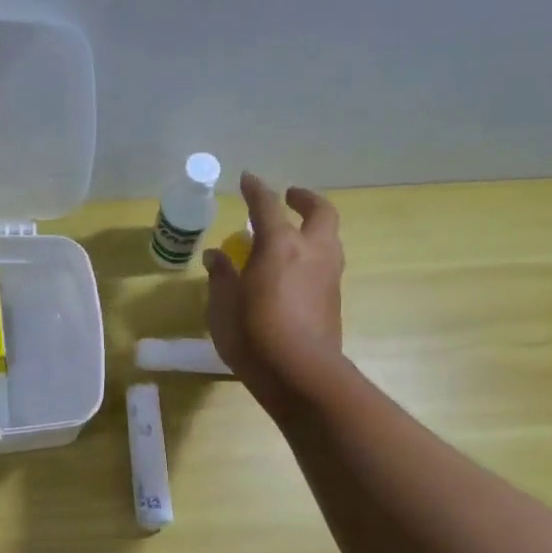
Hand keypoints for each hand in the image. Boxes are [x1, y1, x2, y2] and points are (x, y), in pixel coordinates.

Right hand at [204, 172, 345, 416]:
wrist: (300, 373)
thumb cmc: (253, 335)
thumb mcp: (223, 305)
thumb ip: (221, 276)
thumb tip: (217, 255)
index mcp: (280, 244)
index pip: (267, 205)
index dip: (255, 189)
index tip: (247, 179)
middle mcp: (311, 251)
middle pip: (319, 212)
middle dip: (304, 199)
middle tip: (289, 198)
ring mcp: (329, 276)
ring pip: (329, 238)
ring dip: (313, 229)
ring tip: (292, 237)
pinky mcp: (334, 300)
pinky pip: (326, 265)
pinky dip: (312, 257)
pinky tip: (294, 273)